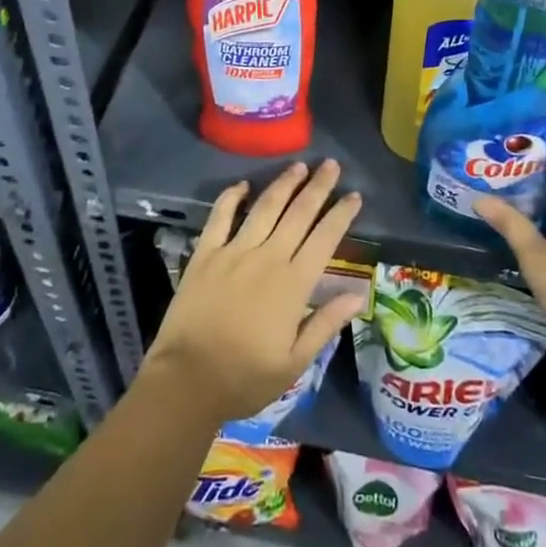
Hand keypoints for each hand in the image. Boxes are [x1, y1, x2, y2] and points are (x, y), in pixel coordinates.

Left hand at [144, 160, 364, 426]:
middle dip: (318, 187)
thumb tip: (359, 295)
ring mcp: (234, 251)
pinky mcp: (205, 253)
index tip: (354, 195)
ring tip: (299, 165)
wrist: (187, 381)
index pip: (324, 239)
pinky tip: (243, 185)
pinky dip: (232, 196)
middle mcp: (267, 257)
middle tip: (331, 164)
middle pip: (298, 213)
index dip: (341, 214)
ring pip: (265, 207)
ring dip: (284, 184)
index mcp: (292, 284)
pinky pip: (220, 216)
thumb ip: (325, 324)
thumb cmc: (245, 378)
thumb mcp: (294, 363)